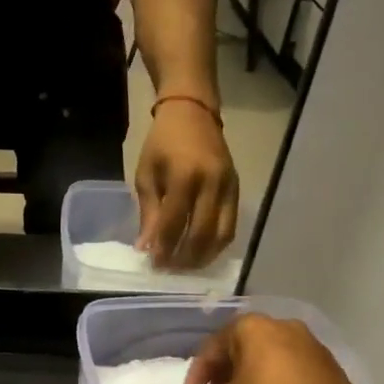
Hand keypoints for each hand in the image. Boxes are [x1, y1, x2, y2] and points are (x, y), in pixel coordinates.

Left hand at [134, 101, 238, 268]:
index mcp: (184, 176)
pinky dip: (217, 244)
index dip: (164, 248)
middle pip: (201, 233)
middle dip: (184, 257)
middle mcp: (211, 183)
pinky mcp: (238, 189)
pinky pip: (232, 225)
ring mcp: (229, 187)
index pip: (174, 223)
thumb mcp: (146, 174)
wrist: (193, 113)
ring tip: (185, 267)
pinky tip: (202, 252)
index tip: (153, 264)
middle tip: (169, 270)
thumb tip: (146, 247)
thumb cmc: (162, 143)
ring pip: (222, 234)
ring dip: (203, 256)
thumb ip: (149, 212)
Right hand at [182, 314, 367, 383]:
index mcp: (250, 327)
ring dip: (251, 377)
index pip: (213, 347)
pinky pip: (290, 369)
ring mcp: (309, 343)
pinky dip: (275, 382)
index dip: (198, 373)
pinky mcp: (329, 364)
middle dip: (226, 373)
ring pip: (268, 357)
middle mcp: (280, 325)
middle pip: (242, 348)